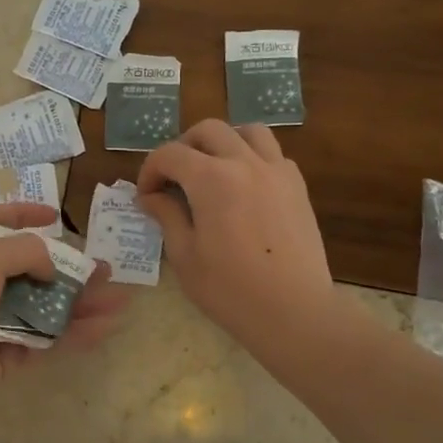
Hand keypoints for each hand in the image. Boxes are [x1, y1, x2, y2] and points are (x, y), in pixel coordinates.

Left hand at [0, 202, 130, 416]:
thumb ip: (27, 251)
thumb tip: (52, 267)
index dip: (23, 214)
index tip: (54, 215)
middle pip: (31, 270)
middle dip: (68, 269)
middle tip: (104, 269)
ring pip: (44, 307)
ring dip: (80, 303)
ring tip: (120, 300)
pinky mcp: (6, 354)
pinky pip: (45, 339)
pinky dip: (73, 334)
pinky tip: (104, 328)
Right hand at [137, 121, 339, 355]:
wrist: (293, 311)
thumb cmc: (230, 289)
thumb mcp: (184, 256)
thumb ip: (167, 216)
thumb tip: (152, 197)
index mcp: (211, 179)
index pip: (170, 154)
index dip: (150, 170)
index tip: (146, 196)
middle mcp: (245, 163)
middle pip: (208, 131)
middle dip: (183, 148)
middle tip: (173, 179)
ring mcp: (276, 171)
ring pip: (247, 131)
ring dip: (222, 142)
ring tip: (211, 170)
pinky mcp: (297, 187)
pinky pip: (272, 154)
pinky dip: (252, 158)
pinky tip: (243, 187)